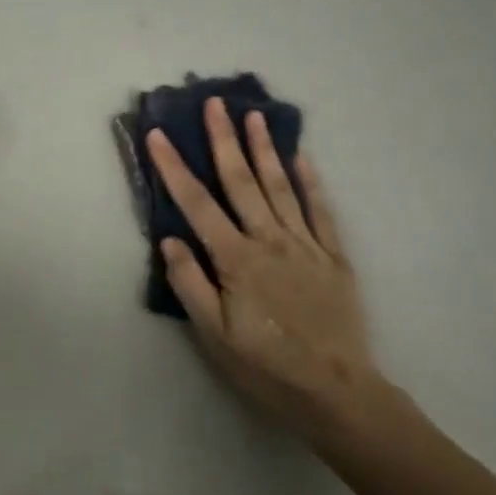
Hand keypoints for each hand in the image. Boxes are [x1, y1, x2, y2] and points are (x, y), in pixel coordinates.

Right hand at [146, 98, 383, 444]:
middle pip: (241, 181)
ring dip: (264, 148)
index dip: (174, 167)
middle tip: (214, 103)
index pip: (197, 204)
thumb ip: (190, 284)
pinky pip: (320, 210)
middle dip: (223, 139)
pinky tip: (302, 156)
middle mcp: (269, 240)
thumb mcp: (214, 336)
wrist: (337, 391)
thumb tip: (170, 239)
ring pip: (280, 186)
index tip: (158, 134)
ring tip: (254, 115)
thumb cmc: (266, 365)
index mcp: (235, 259)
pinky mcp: (333, 255)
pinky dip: (310, 181)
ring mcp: (305, 244)